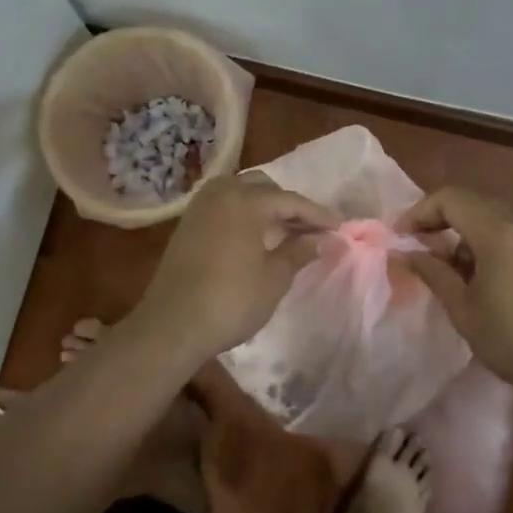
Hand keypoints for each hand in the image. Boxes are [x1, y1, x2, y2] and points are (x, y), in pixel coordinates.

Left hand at [127, 173, 337, 364]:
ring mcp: (199, 207)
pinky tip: (256, 237)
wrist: (172, 324)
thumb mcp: (273, 279)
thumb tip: (320, 239)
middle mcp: (221, 193)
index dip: (318, 215)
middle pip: (263, 188)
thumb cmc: (230, 300)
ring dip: (264, 207)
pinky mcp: (187, 224)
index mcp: (245, 200)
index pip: (290, 200)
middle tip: (310, 229)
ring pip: (240, 193)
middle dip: (288, 205)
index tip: (340, 228)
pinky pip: (223, 206)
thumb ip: (298, 252)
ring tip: (285, 231)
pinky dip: (243, 214)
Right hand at [397, 186, 512, 397]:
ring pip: (492, 216)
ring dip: (464, 232)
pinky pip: (511, 232)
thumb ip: (433, 274)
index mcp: (497, 231)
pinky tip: (481, 277)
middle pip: (472, 201)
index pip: (449, 198)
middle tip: (420, 248)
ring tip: (449, 269)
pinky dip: (487, 242)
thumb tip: (405, 253)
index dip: (419, 212)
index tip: (402, 238)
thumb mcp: (464, 310)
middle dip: (440, 219)